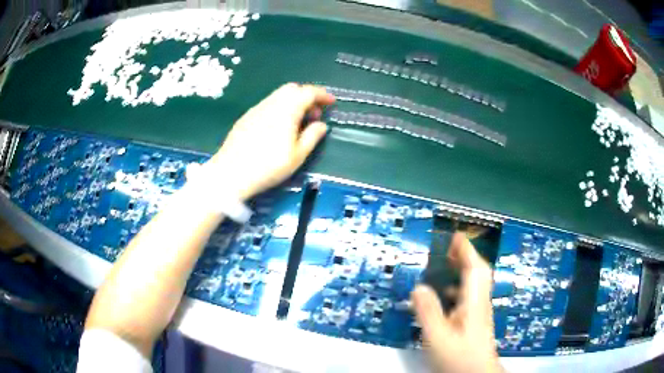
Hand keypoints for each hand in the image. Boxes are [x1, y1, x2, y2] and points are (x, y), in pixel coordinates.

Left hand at [202, 83, 334, 199]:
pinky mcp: (246, 117)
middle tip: (314, 115)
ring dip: (293, 102)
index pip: (308, 92)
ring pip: (279, 95)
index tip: (331, 103)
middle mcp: (271, 103)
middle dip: (307, 96)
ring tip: (298, 123)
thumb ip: (312, 136)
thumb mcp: (297, 156)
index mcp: (287, 109)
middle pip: (292, 89)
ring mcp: (256, 109)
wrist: (231, 173)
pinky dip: (280, 108)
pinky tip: (278, 127)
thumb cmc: (268, 166)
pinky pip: (268, 104)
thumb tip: (322, 125)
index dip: (322, 95)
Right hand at [412, 233, 502, 372]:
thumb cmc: (459, 357)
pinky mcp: (475, 321)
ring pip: (474, 284)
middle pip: (478, 272)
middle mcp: (479, 303)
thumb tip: (419, 287)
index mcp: (473, 302)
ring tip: (447, 265)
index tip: (455, 235)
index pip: (474, 268)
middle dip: (466, 256)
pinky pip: (469, 295)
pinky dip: (459, 287)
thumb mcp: (438, 337)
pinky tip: (446, 295)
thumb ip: (428, 312)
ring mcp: (479, 312)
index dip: (466, 250)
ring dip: (463, 270)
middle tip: (450, 247)